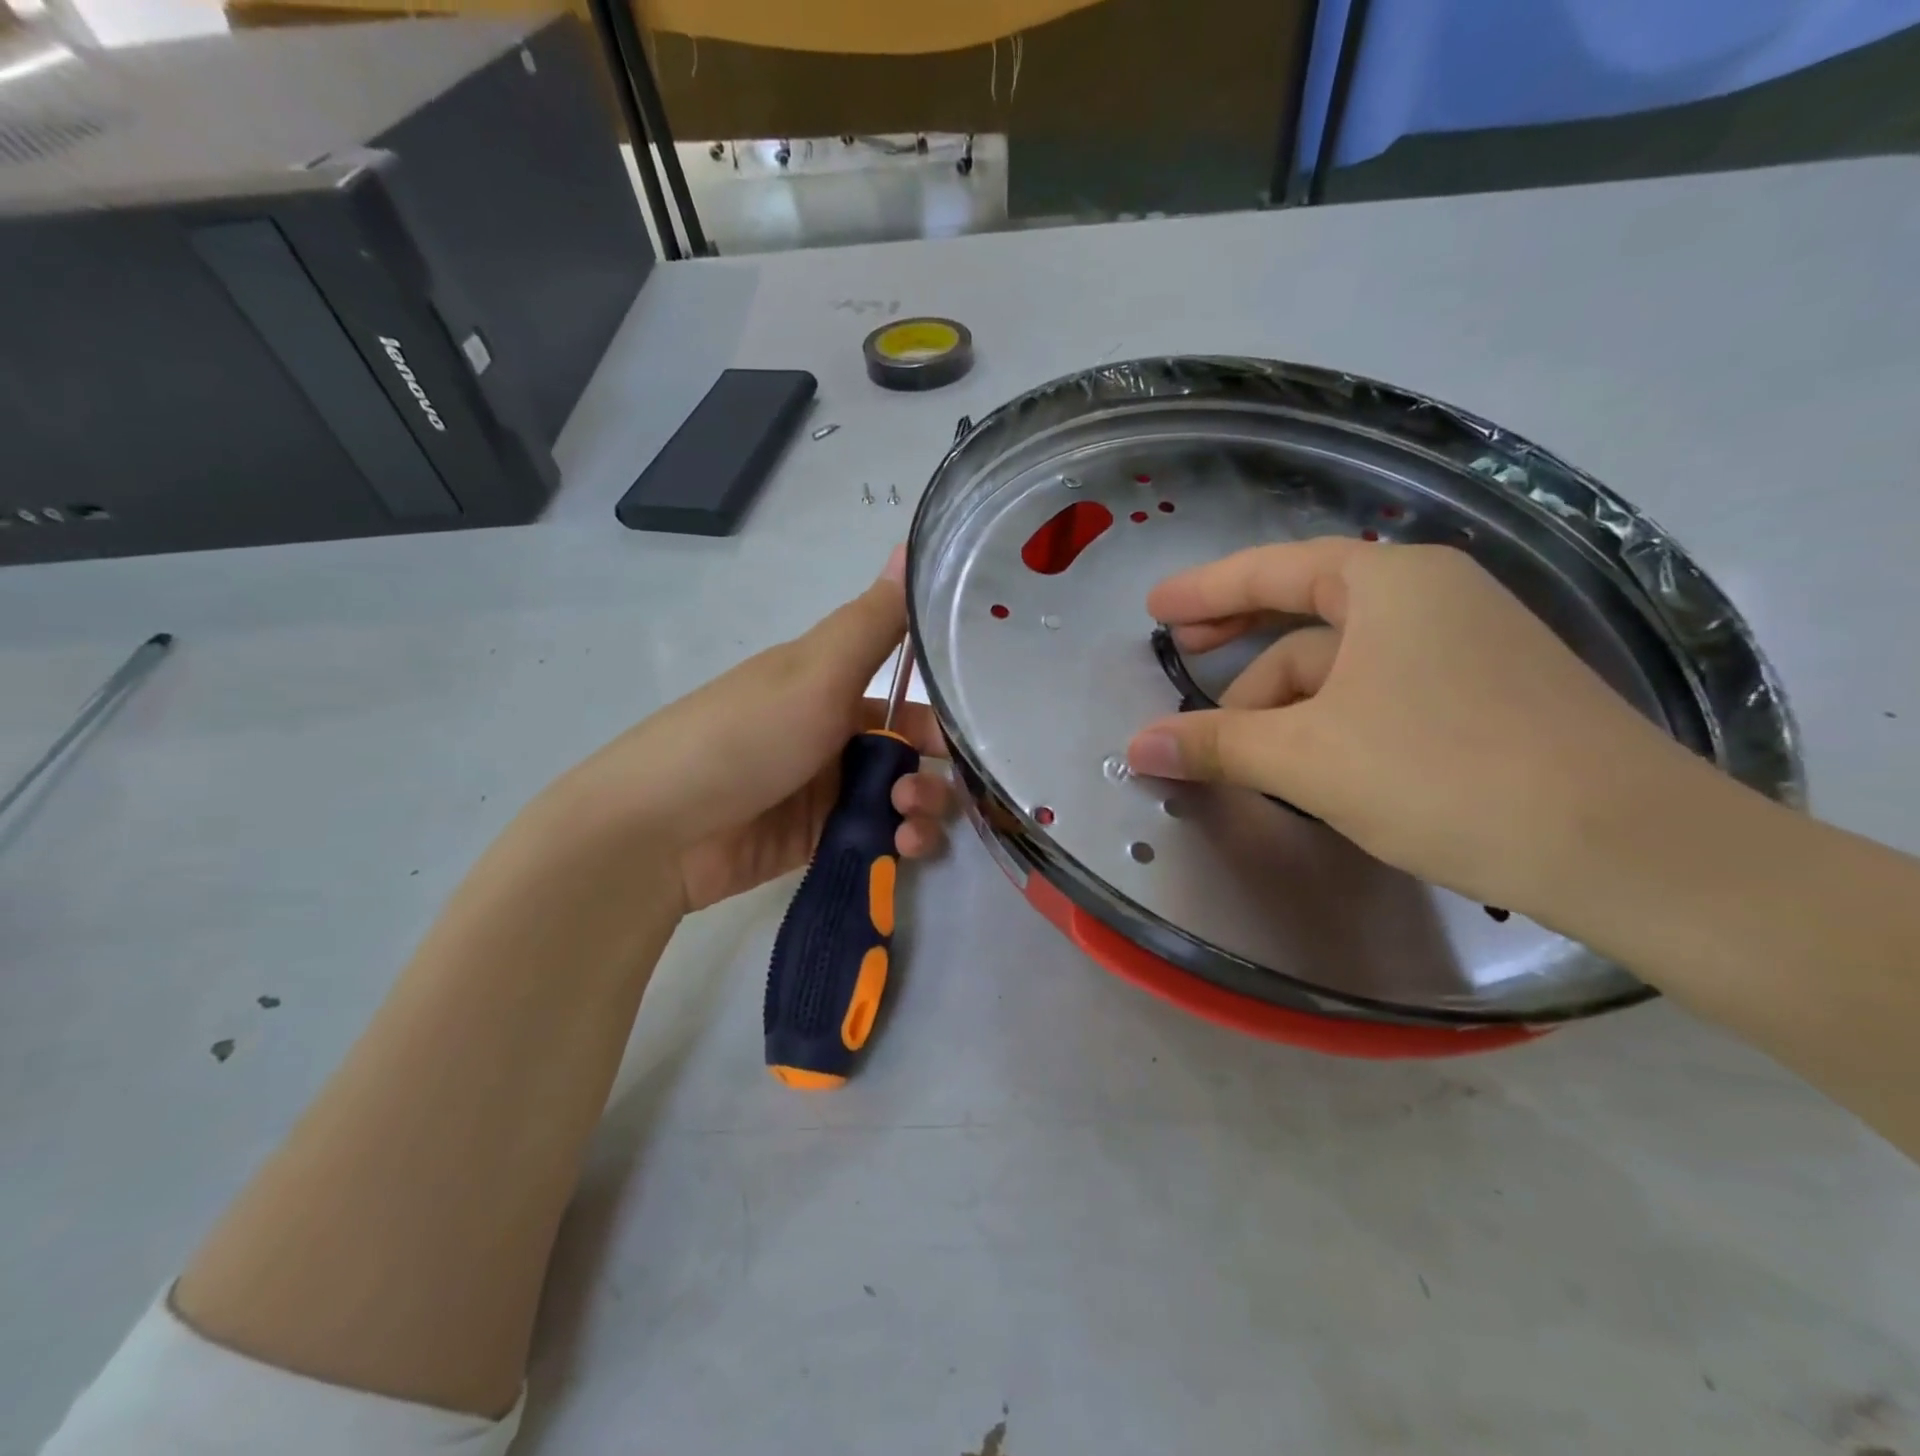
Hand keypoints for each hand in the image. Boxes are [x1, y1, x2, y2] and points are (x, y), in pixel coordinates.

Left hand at [561, 547, 952, 912]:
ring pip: (899, 798)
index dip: (940, 712)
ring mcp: (825, 790)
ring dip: (921, 810)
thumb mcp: (816, 671)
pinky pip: (878, 838)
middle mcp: (833, 734)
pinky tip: (901, 849)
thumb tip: (913, 543)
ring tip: (908, 829)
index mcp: (831, 684)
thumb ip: (874, 621)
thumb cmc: (745, 736)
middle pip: (908, 752)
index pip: (906, 692)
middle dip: (931, 772)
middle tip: (919, 796)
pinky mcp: (819, 839)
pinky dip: (899, 844)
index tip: (968, 736)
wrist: (660, 829)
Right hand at [1125, 538, 1703, 914]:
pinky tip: (1309, 760)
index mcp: (1389, 584)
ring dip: (1283, 700)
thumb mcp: (1308, 759)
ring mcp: (1467, 646)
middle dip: (1239, 641)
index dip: (1204, 589)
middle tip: (1183, 656)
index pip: (1271, 570)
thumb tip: (1134, 746)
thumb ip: (1215, 744)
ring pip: (1343, 664)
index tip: (1155, 609)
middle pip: (1306, 613)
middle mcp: (1432, 597)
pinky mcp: (1487, 696)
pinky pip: (1379, 691)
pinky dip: (1329, 718)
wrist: (1628, 849)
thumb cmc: (1445, 775)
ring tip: (1241, 748)